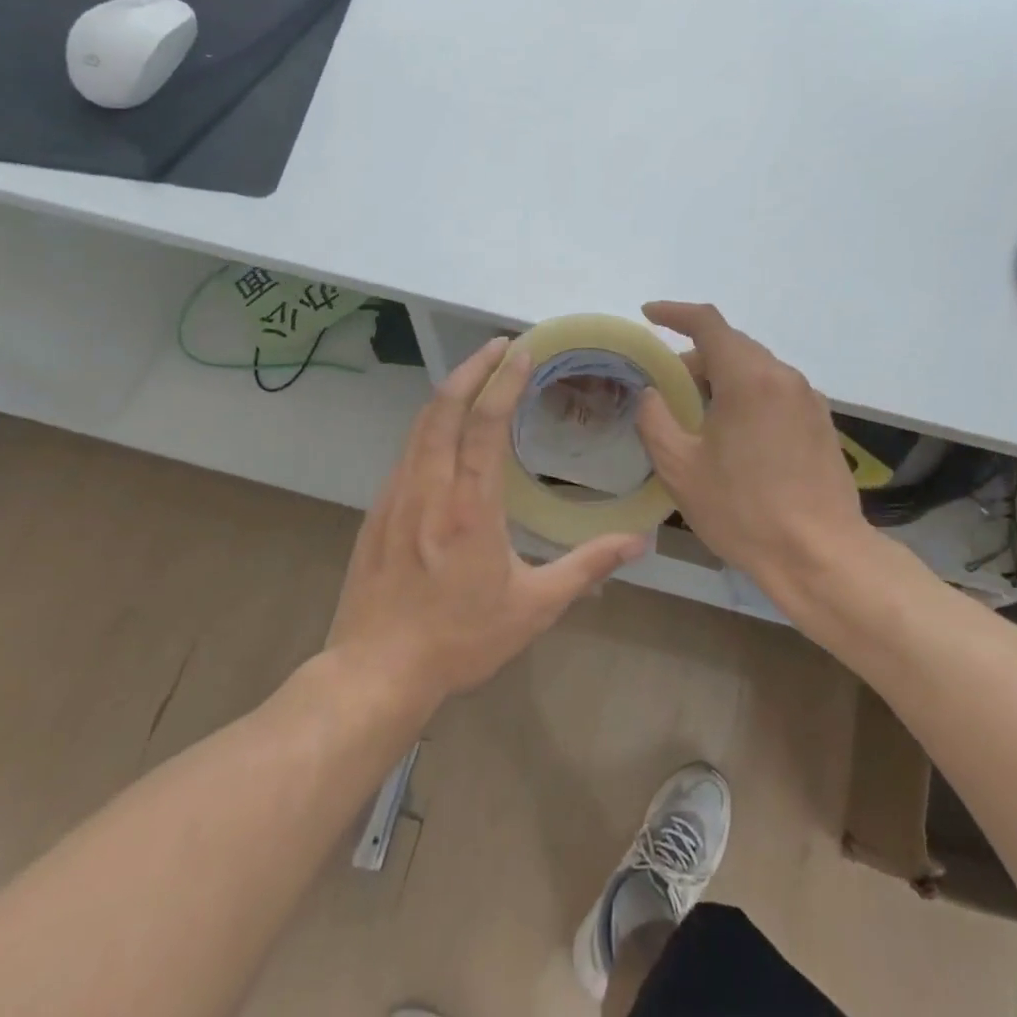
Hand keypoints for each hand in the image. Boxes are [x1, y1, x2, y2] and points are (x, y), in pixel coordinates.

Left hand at [327, 337, 647, 711]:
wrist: (375, 672)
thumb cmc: (460, 640)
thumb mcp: (534, 608)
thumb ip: (587, 567)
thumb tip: (640, 543)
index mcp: (469, 507)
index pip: (486, 423)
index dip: (505, 381)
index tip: (523, 352)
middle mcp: (429, 487)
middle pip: (445, 407)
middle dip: (473, 367)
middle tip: (501, 345)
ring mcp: (396, 495)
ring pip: (421, 424)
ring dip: (450, 390)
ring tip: (476, 372)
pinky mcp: (378, 509)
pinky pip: (407, 450)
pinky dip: (430, 423)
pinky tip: (445, 428)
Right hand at [635, 302, 875, 614]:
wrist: (821, 555)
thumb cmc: (743, 510)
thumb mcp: (680, 468)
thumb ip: (655, 419)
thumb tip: (652, 393)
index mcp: (748, 378)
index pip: (708, 323)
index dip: (674, 313)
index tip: (649, 315)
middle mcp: (783, 376)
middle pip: (733, 346)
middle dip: (695, 356)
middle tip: (666, 386)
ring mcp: (808, 399)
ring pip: (756, 369)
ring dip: (723, 378)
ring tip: (698, 414)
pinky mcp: (822, 422)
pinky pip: (776, 391)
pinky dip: (748, 395)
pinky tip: (736, 434)